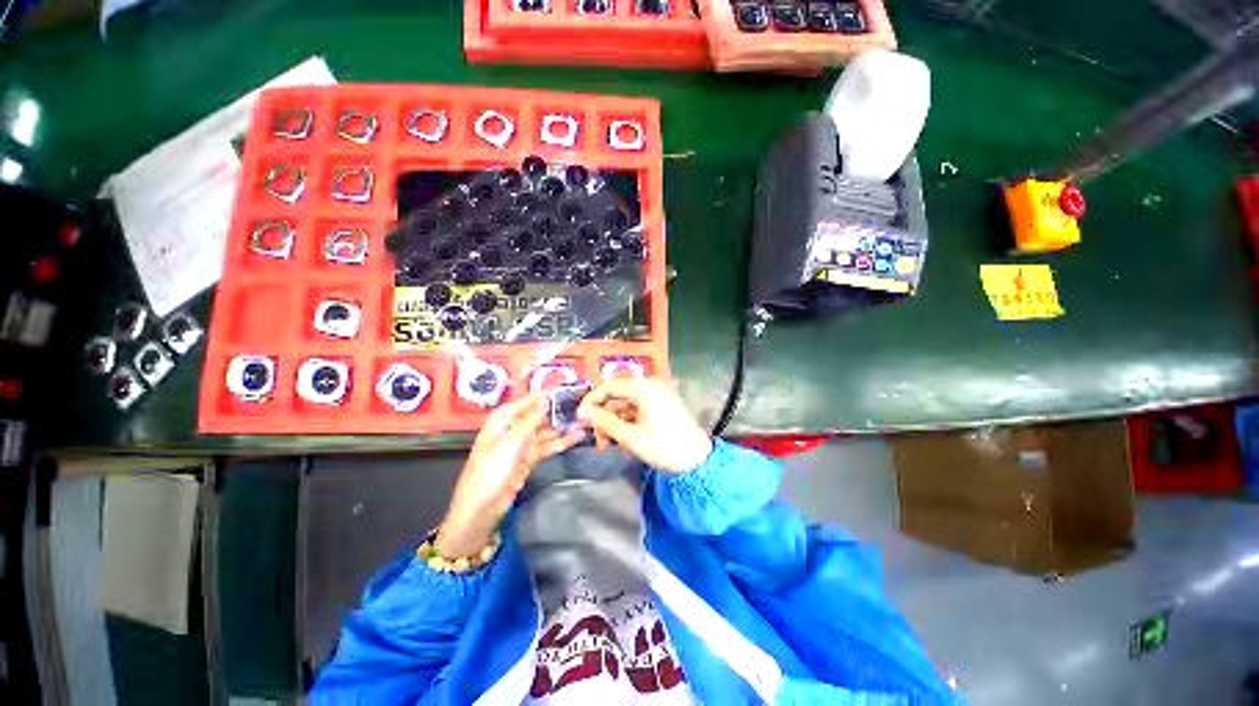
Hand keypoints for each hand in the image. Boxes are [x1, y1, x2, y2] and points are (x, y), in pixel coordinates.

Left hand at [436, 395, 583, 557]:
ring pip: (546, 430)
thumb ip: (530, 420)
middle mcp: (513, 428)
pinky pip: (548, 446)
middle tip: (582, 405)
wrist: (482, 508)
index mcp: (502, 419)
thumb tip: (546, 398)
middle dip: (558, 411)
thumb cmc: (491, 470)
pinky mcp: (529, 458)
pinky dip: (561, 442)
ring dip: (562, 426)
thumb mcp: (511, 442)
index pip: (527, 401)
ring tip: (584, 420)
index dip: (546, 395)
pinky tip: (577, 436)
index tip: (567, 389)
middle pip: (538, 415)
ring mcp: (522, 444)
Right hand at [576, 377, 712, 473]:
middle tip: (597, 438)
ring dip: (615, 422)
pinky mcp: (663, 405)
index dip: (592, 401)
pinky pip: (638, 409)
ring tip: (609, 444)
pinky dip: (628, 422)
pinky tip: (624, 440)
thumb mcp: (630, 436)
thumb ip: (604, 421)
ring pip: (627, 404)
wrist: (698, 461)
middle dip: (605, 416)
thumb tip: (581, 411)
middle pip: (618, 395)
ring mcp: (659, 395)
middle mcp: (651, 385)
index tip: (580, 418)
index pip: (609, 386)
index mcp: (644, 388)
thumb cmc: (664, 447)